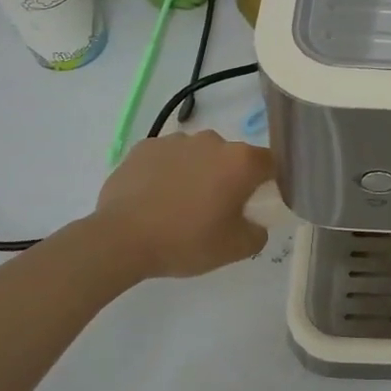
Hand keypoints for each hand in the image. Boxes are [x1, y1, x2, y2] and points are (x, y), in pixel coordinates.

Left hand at [92, 131, 272, 279]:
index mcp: (240, 161)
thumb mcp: (235, 249)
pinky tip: (156, 198)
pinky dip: (168, 172)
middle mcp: (212, 141)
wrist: (120, 240)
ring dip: (198, 173)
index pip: (270, 163)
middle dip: (229, 178)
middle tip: (216, 210)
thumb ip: (259, 232)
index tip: (256, 203)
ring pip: (198, 155)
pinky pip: (167, 158)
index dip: (269, 182)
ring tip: (180, 205)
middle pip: (232, 157)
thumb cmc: (186, 241)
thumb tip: (255, 222)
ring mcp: (176, 141)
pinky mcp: (144, 147)